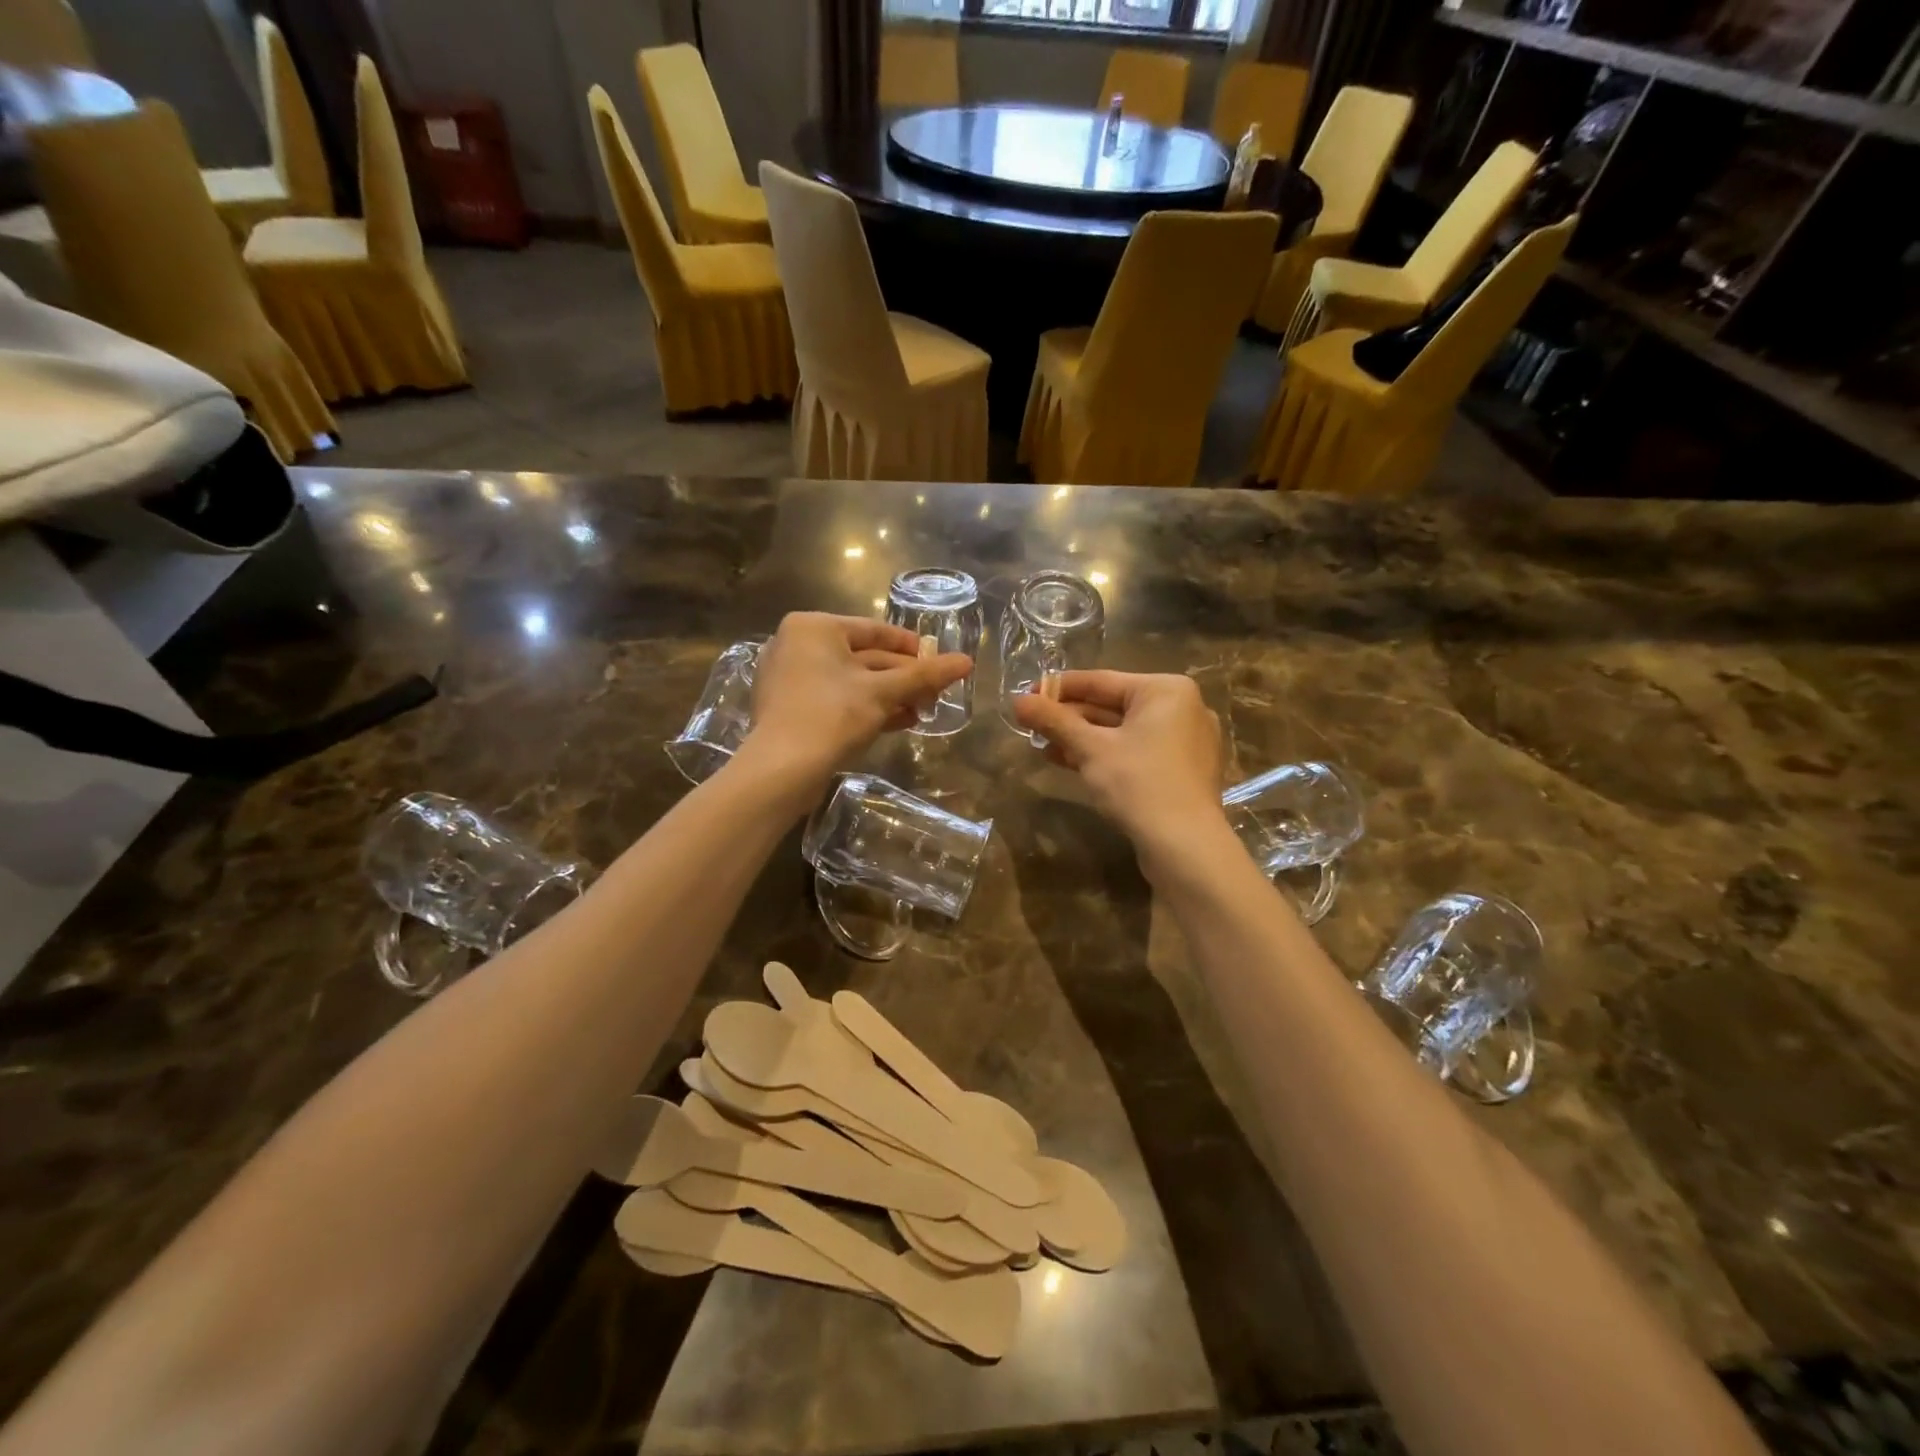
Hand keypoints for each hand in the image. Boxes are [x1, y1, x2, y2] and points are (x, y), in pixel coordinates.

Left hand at [732, 612, 970, 800]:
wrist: (782, 769)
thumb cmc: (832, 716)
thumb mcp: (884, 692)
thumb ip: (925, 675)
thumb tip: (966, 662)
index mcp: (814, 627)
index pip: (874, 630)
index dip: (911, 646)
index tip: (939, 660)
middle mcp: (797, 644)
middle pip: (864, 656)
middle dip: (902, 677)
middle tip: (935, 692)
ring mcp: (790, 677)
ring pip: (851, 681)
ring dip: (889, 696)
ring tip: (923, 710)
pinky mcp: (790, 708)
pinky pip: (836, 699)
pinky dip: (865, 707)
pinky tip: (898, 722)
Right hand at [1013, 670, 1226, 856]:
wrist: (1185, 846)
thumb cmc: (1138, 784)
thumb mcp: (1090, 749)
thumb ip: (1054, 721)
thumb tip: (1018, 701)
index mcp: (1165, 690)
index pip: (1100, 681)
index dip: (1058, 689)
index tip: (1026, 696)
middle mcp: (1182, 708)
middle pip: (1113, 705)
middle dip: (1070, 719)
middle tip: (1031, 726)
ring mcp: (1186, 741)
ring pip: (1123, 732)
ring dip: (1083, 740)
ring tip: (1044, 747)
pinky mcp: (1182, 770)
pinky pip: (1137, 751)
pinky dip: (1107, 755)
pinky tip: (1073, 764)